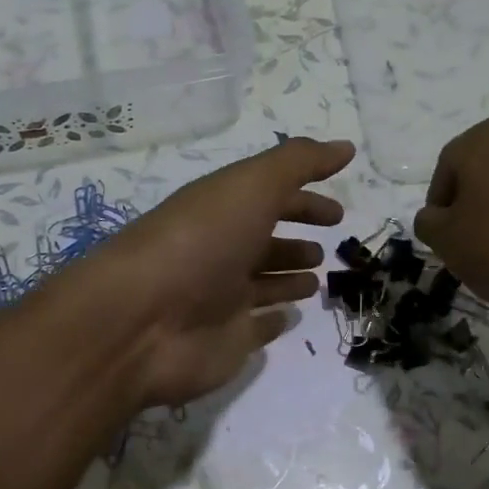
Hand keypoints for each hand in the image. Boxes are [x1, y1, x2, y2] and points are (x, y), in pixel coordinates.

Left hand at [89, 137, 353, 407]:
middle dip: (295, 242)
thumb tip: (345, 147)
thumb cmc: (200, 242)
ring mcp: (222, 300)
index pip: (270, 200)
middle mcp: (222, 253)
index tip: (337, 212)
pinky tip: (289, 317)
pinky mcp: (226, 341)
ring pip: (263, 285)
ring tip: (316, 280)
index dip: (304, 201)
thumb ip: (299, 164)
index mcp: (224, 211)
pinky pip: (256, 328)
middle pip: (265, 244)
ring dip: (288, 279)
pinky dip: (272, 321)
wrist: (143, 321)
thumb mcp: (251, 186)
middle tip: (328, 246)